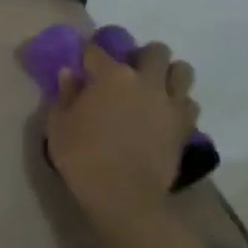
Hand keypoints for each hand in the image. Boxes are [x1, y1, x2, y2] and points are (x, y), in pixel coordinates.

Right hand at [46, 40, 198, 219]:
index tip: (84, 62)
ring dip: (168, 74)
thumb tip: (70, 74)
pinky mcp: (185, 125)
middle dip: (141, 56)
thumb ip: (65, 95)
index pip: (97, 50)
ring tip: (155, 88)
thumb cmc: (83, 158)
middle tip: (129, 72)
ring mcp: (169, 102)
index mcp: (111, 76)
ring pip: (182, 70)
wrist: (124, 197)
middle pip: (154, 51)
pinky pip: (189, 102)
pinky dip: (179, 103)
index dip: (89, 54)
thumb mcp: (58, 126)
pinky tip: (165, 114)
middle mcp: (145, 80)